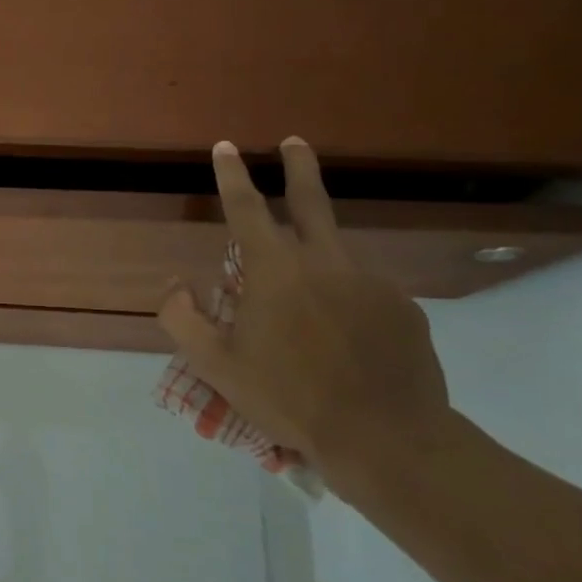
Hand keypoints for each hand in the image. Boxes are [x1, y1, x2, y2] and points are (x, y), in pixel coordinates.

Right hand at [158, 138, 455, 488]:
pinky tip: (345, 340)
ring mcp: (372, 283)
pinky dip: (348, 304)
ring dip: (318, 259)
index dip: (231, 175)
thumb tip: (176, 284)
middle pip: (312, 201)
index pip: (246, 209)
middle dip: (299, 166)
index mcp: (276, 271)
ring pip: (336, 256)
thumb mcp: (215, 366)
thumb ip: (181, 318)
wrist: (386, 439)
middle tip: (294, 142)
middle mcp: (326, 263)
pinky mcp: (405, 308)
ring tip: (307, 311)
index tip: (225, 147)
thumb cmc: (289, 397)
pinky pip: (366, 293)